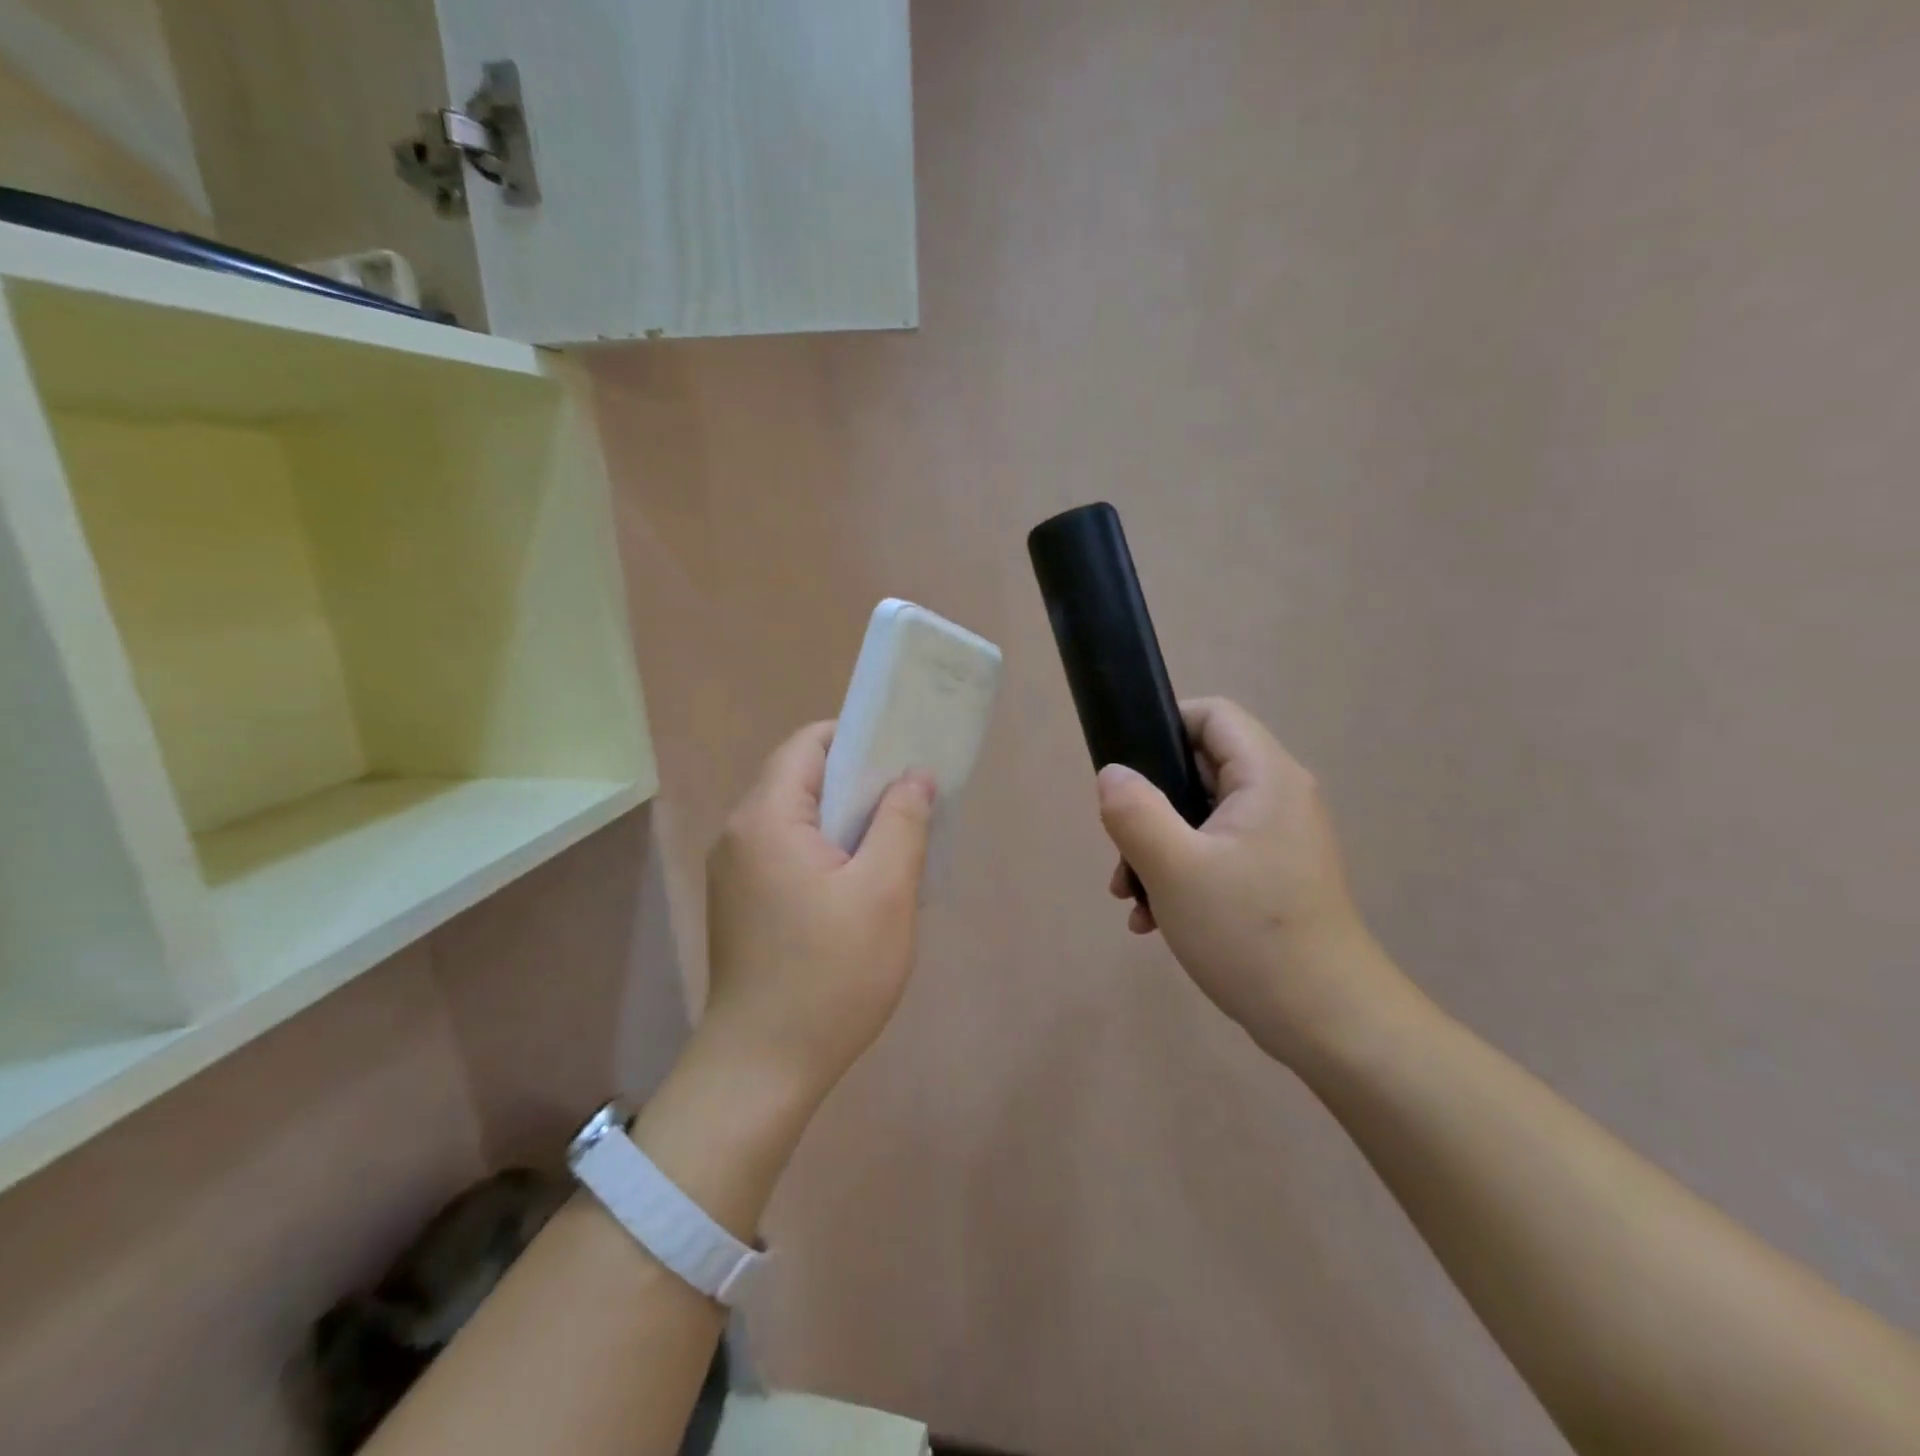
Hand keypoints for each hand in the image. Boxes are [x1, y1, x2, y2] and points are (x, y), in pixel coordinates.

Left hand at [702, 721, 935, 1103]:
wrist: (763, 1069)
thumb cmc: (830, 975)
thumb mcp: (884, 892)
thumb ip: (902, 822)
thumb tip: (914, 775)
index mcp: (766, 818)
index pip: (808, 744)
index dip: (857, 737)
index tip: (903, 754)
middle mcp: (740, 834)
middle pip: (801, 779)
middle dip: (858, 781)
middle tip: (911, 799)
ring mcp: (736, 872)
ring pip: (798, 819)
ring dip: (846, 821)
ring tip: (895, 840)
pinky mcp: (743, 903)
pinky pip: (789, 853)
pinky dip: (827, 851)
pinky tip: (863, 882)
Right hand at [1097, 698, 1406, 1063]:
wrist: (1329, 1023)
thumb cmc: (1249, 934)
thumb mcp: (1174, 868)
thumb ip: (1133, 811)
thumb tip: (1112, 774)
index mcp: (1267, 778)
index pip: (1213, 715)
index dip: (1164, 726)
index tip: (1125, 770)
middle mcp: (1280, 798)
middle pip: (1201, 769)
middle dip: (1149, 806)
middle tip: (1120, 853)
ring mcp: (1280, 841)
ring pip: (1201, 818)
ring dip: (1158, 848)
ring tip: (1130, 897)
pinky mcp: (1275, 877)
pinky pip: (1217, 854)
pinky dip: (1181, 874)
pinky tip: (1155, 920)